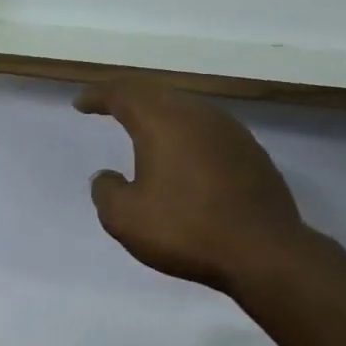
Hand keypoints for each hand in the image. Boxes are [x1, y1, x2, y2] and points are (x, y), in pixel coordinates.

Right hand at [75, 77, 307, 292]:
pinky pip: (208, 132)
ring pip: (187, 110)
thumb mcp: (126, 219)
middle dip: (129, 98)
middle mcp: (199, 115)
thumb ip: (107, 192)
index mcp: (163, 121)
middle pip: (157, 93)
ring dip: (161, 115)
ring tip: (144, 130)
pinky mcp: (251, 153)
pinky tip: (183, 157)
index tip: (81, 103)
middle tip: (109, 106)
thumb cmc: (186, 230)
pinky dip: (186, 136)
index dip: (99, 95)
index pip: (124, 93)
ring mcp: (231, 132)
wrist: (263, 252)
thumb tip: (107, 178)